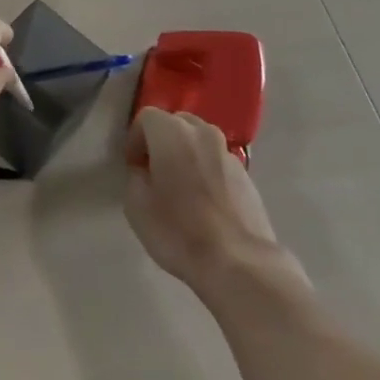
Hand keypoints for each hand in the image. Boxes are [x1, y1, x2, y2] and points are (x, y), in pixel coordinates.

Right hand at [124, 108, 300, 300]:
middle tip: (154, 172)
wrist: (239, 262)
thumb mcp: (136, 206)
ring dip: (185, 154)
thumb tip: (144, 172)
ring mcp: (228, 153)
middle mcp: (202, 133)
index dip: (134, 139)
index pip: (146, 117)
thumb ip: (135, 177)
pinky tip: (204, 202)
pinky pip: (217, 162)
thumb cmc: (179, 231)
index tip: (133, 166)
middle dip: (161, 141)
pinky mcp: (246, 175)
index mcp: (172, 133)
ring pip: (199, 141)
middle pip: (176, 122)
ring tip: (180, 187)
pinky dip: (206, 171)